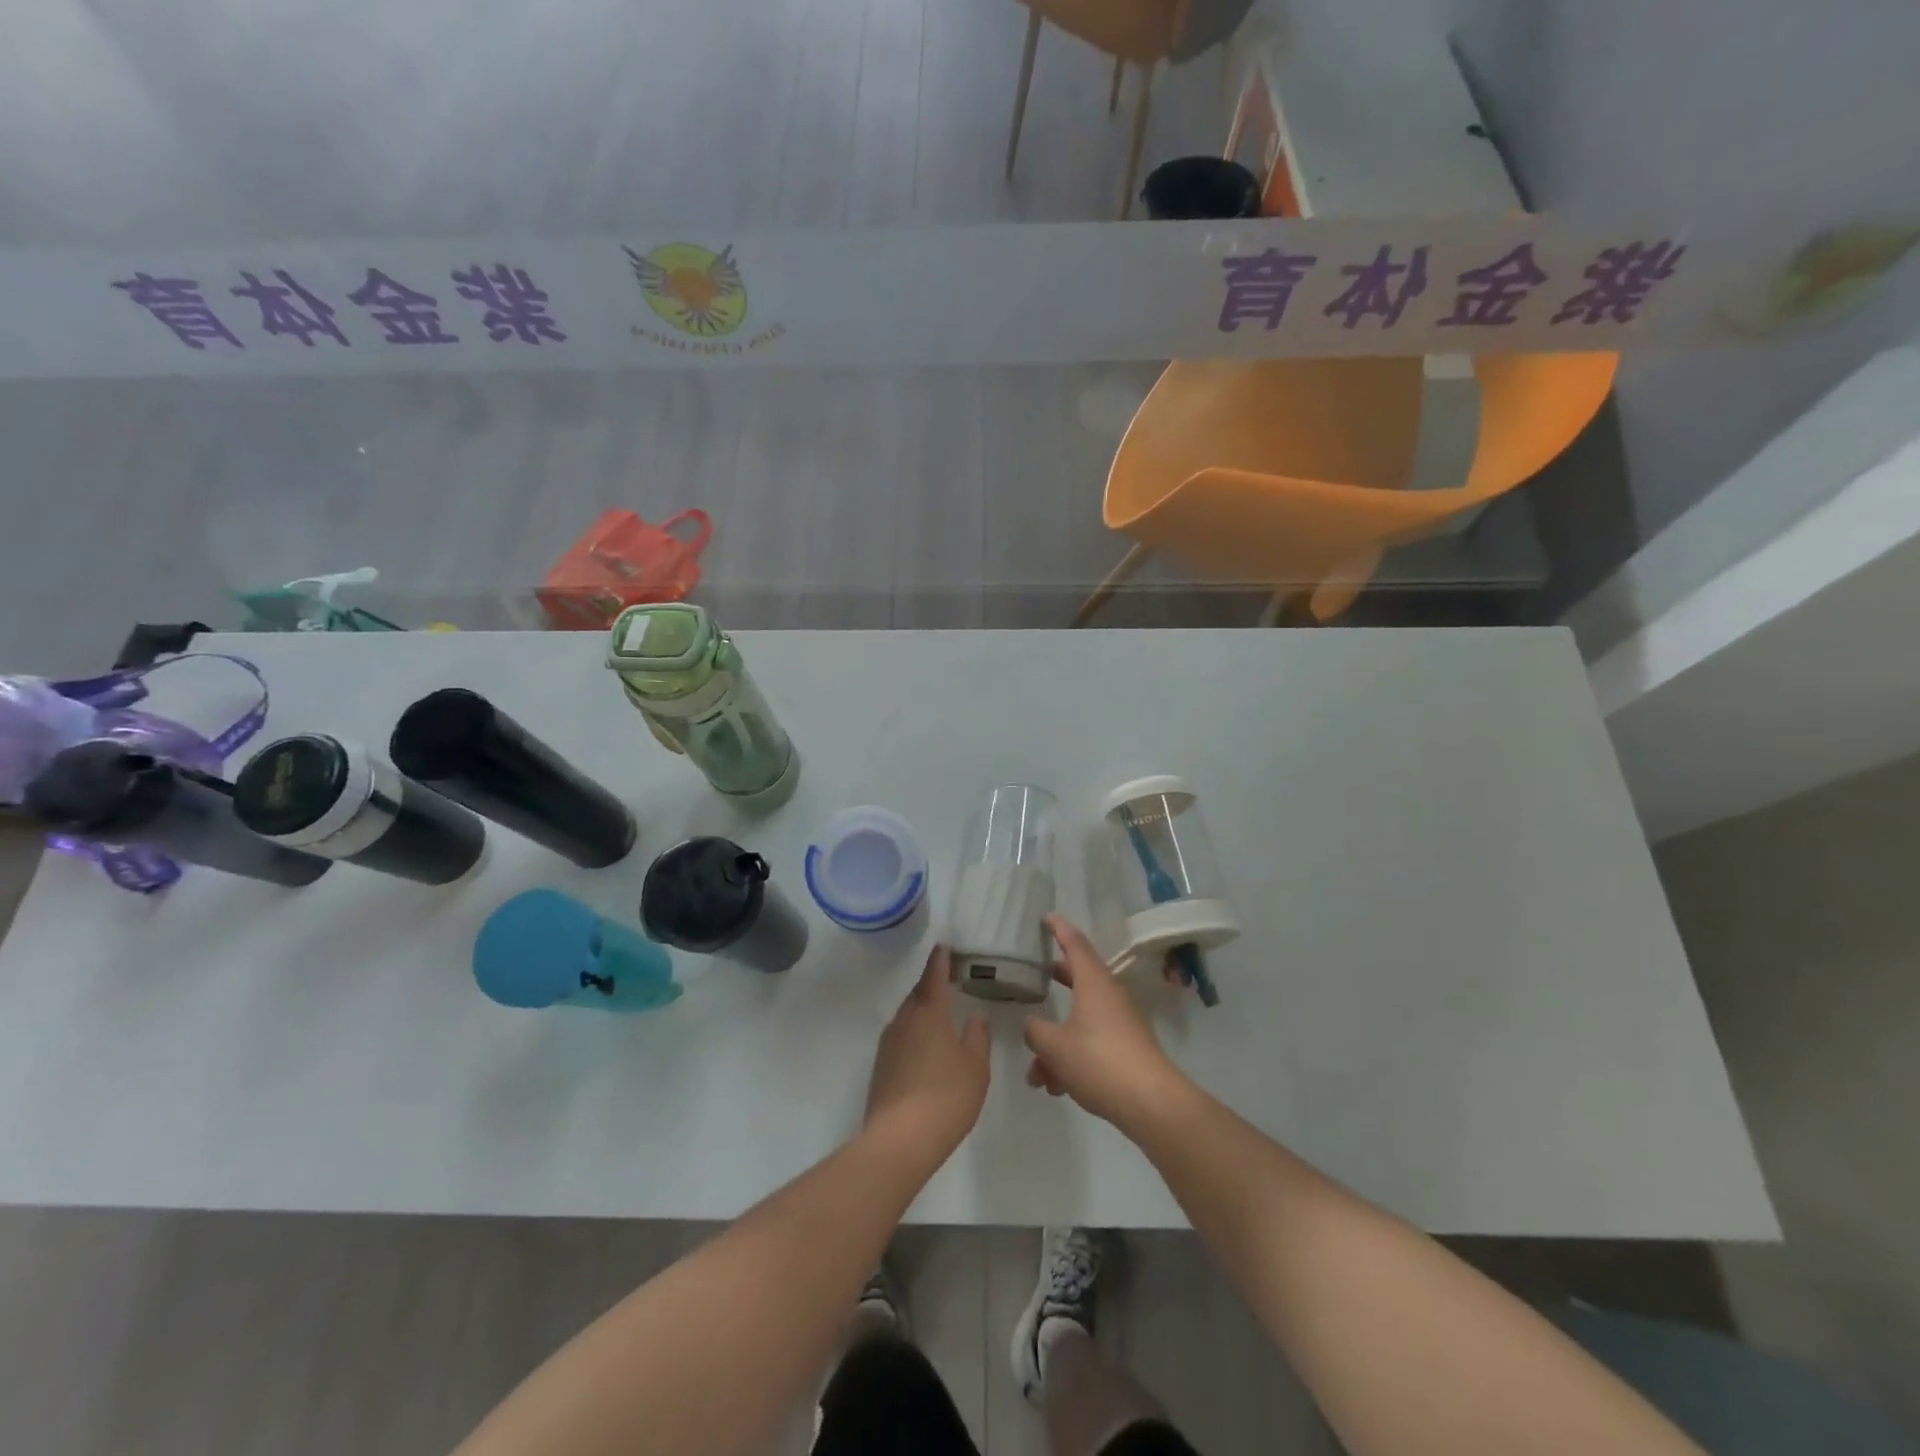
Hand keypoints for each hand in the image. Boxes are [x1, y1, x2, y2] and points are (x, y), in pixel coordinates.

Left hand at [864, 945, 990, 1160]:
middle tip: (949, 979)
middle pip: (918, 993)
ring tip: (941, 1013)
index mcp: (928, 1012)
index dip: (941, 960)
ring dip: (923, 1010)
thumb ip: (978, 1036)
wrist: (900, 1140)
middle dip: (932, 984)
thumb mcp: (976, 1066)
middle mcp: (904, 1020)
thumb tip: (975, 1017)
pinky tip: (927, 1047)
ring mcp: (888, 1043)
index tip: (944, 945)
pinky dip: (915, 1032)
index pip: (934, 975)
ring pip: (908, 1015)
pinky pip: (901, 1036)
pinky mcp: (881, 1066)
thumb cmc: (946, 1096)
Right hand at [1024, 915, 1188, 1129]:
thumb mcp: (1055, 1046)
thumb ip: (1036, 1031)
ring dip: (1056, 1041)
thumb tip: (1032, 1026)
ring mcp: (1120, 1023)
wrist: (1151, 1103)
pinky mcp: (1126, 1049)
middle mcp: (1109, 996)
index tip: (1046, 917)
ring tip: (1036, 1074)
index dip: (1059, 928)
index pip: (1075, 943)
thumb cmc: (1099, 1061)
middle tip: (1035, 975)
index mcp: (1093, 982)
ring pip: (1080, 1020)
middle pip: (1078, 978)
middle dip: (1055, 979)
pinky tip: (1057, 1088)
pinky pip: (1091, 1043)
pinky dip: (1072, 1058)